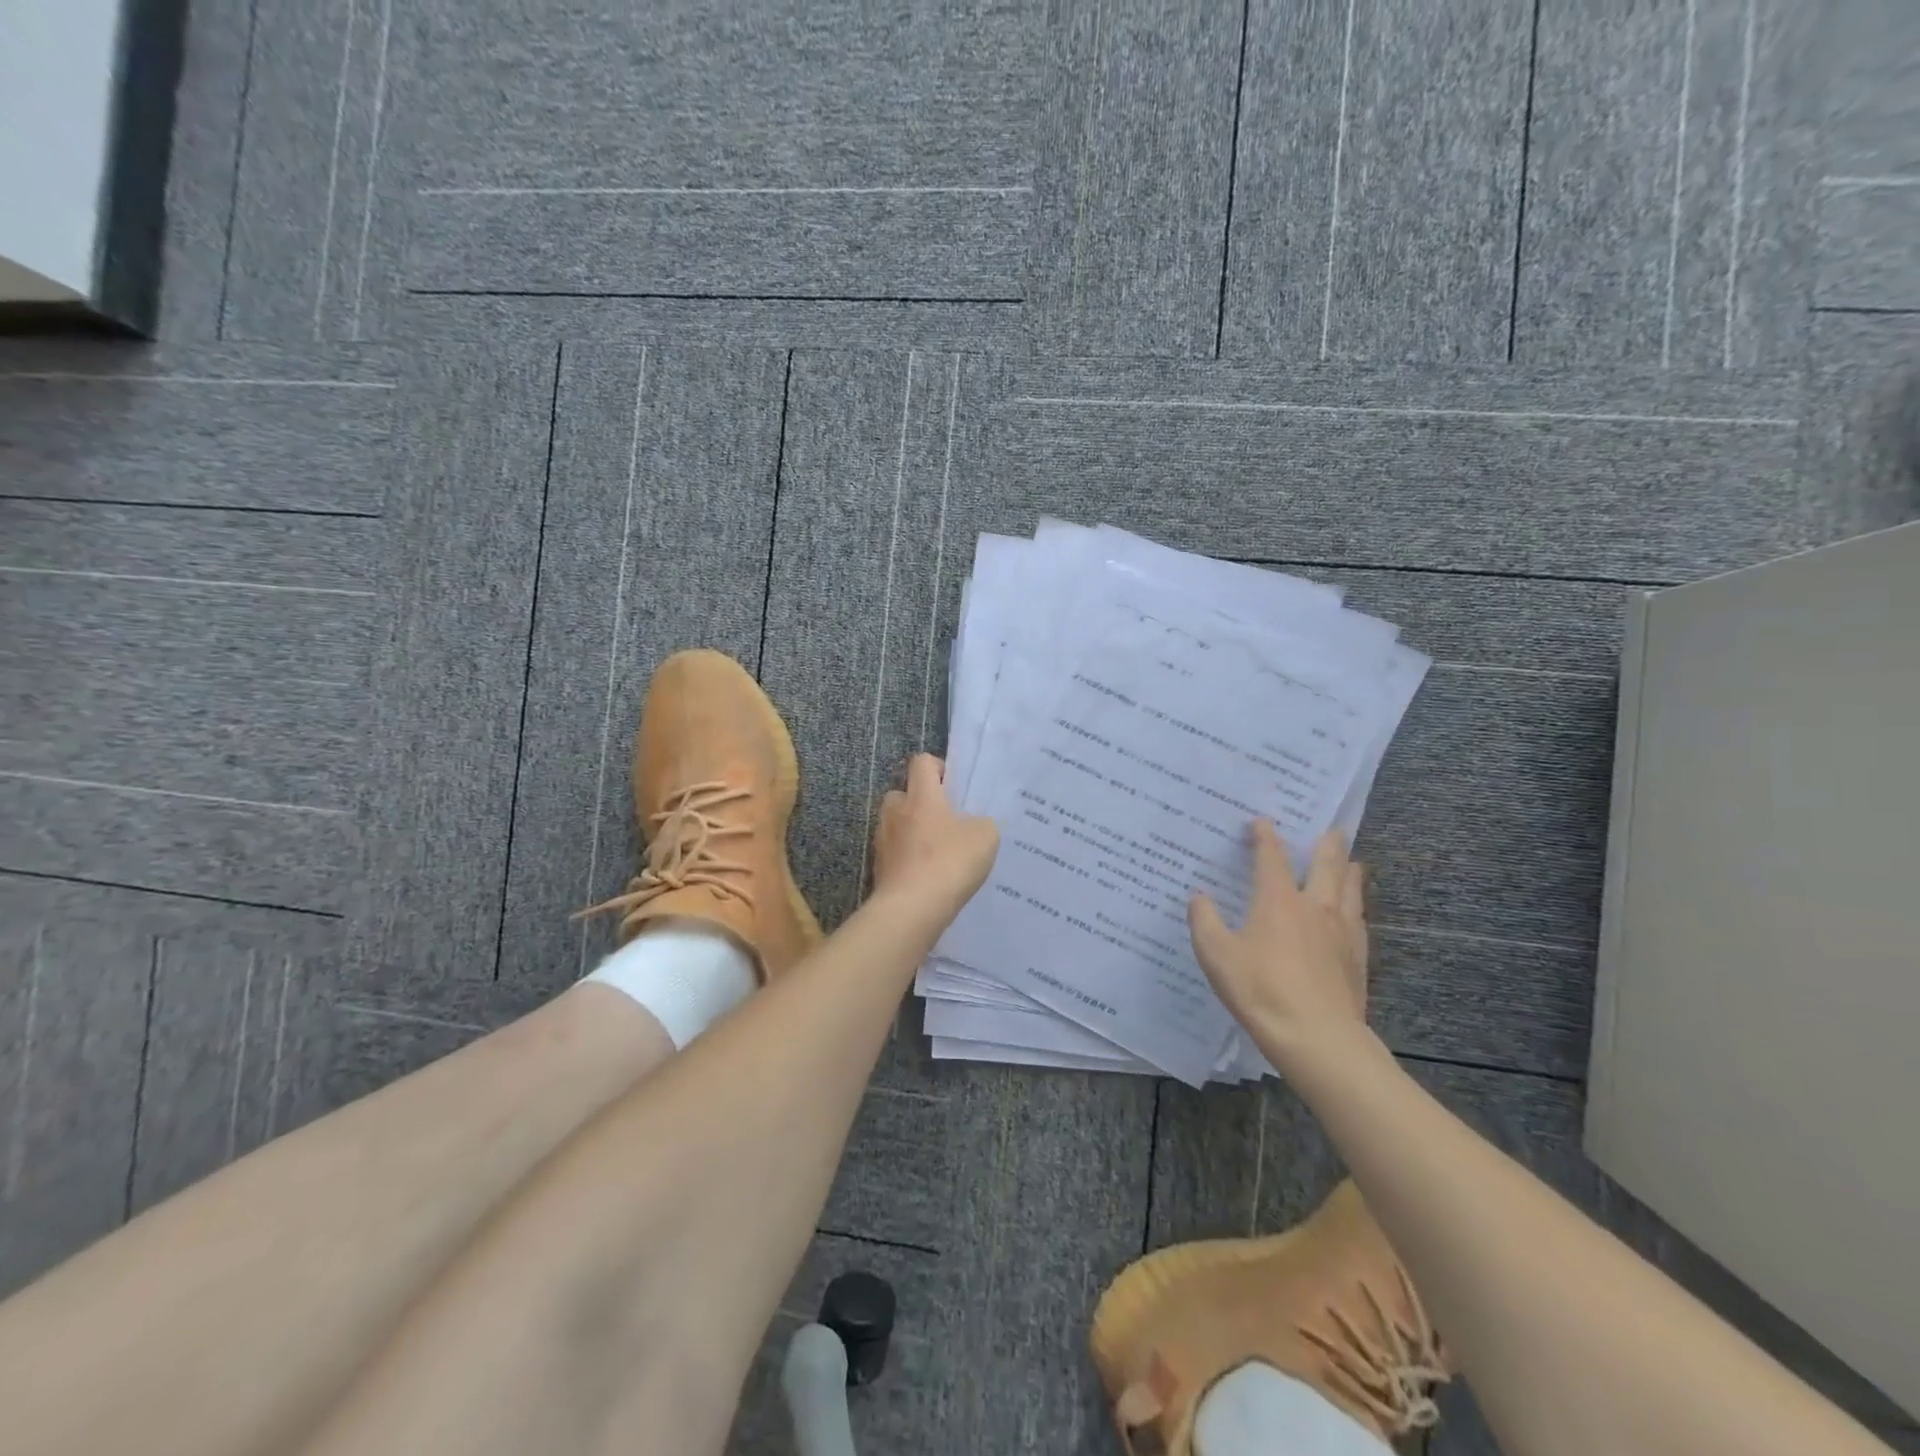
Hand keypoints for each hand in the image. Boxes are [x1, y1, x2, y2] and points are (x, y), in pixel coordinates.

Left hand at [871, 755, 999, 910]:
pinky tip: (928, 876)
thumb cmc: (949, 862)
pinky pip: (895, 853)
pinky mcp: (878, 867)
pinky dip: (908, 858)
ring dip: (912, 832)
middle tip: (945, 821)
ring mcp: (883, 840)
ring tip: (937, 852)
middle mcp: (895, 811)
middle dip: (920, 802)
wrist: (912, 909)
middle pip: (903, 793)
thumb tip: (972, 825)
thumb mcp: (985, 837)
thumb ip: (981, 823)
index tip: (953, 787)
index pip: (921, 762)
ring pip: (896, 824)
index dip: (938, 768)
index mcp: (921, 796)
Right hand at [1189, 822, 1370, 1068]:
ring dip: (1348, 870)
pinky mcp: (1358, 958)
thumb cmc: (1260, 990)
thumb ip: (1204, 921)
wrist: (1318, 1038)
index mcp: (1278, 900)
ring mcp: (1342, 932)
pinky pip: (1360, 920)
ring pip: (1351, 889)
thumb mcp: (1216, 955)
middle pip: (1327, 864)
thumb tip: (1199, 896)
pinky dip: (1356, 906)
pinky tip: (1354, 914)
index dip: (1265, 836)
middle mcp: (1315, 907)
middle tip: (1331, 827)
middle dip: (1327, 843)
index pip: (1272, 857)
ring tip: (1350, 862)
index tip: (1261, 821)